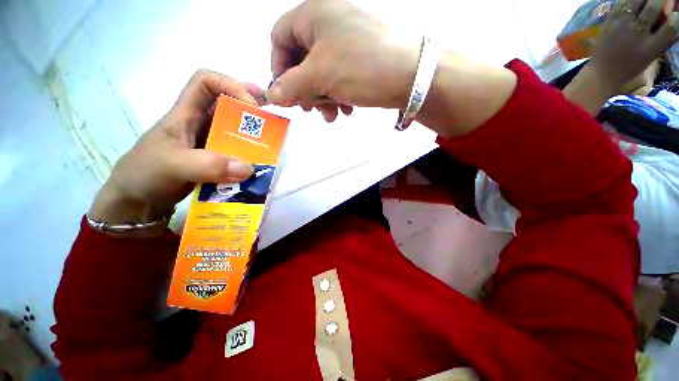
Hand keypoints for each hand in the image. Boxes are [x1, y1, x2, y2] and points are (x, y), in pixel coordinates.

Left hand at [89, 70, 258, 232]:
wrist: (136, 202)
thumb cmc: (144, 175)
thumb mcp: (172, 166)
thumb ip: (209, 165)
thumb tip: (250, 167)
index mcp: (184, 114)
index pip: (206, 82)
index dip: (231, 85)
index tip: (252, 106)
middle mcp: (198, 125)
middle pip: (227, 105)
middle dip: (252, 108)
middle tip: (274, 120)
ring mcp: (207, 144)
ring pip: (235, 131)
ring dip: (254, 136)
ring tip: (273, 143)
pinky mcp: (214, 161)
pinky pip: (236, 154)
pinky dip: (250, 157)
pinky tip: (260, 165)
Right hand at [267, 0, 420, 121]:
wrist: (410, 75)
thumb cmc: (360, 67)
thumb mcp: (319, 76)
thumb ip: (291, 86)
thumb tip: (272, 96)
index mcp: (313, 15)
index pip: (280, 39)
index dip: (279, 68)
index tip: (286, 94)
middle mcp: (328, 24)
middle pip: (301, 60)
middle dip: (304, 90)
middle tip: (311, 109)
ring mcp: (345, 42)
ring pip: (320, 73)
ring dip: (322, 98)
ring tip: (333, 116)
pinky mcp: (358, 60)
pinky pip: (337, 78)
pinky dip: (337, 96)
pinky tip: (347, 109)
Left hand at [589, 0, 678, 93]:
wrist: (602, 73)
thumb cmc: (630, 68)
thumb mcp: (651, 58)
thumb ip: (662, 39)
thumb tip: (672, 20)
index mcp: (650, 48)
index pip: (670, 28)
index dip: (675, 19)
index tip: (675, 15)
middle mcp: (637, 34)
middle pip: (653, 8)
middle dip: (659, 1)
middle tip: (660, 1)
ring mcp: (622, 25)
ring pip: (637, 1)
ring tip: (649, 1)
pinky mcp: (610, 21)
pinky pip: (622, 4)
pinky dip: (630, 0)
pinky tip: (635, 1)